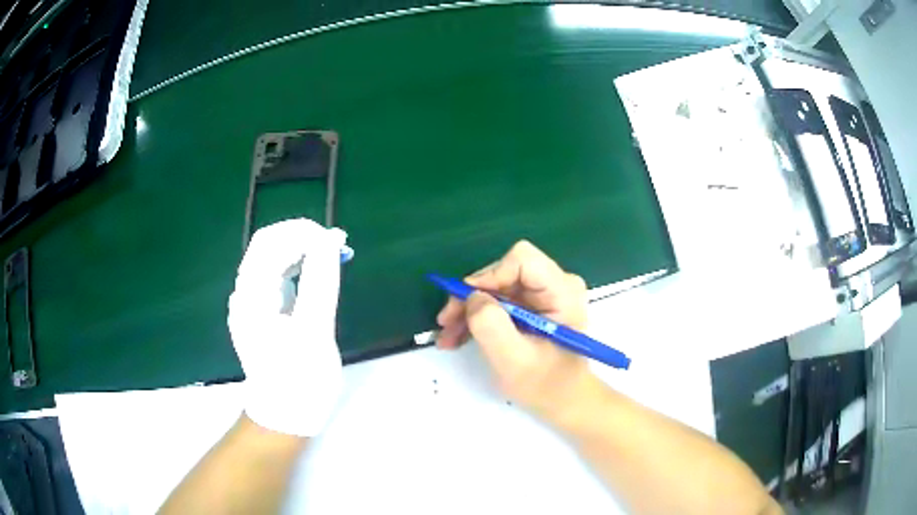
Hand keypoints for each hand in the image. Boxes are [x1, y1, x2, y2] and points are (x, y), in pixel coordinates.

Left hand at [228, 219, 348, 436]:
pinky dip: (298, 267)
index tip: (335, 240)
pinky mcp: (262, 313)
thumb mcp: (315, 331)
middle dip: (301, 237)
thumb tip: (328, 241)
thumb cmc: (301, 379)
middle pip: (267, 246)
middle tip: (336, 245)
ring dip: (300, 250)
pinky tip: (317, 273)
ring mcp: (251, 304)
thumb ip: (320, 282)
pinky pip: (276, 277)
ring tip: (332, 255)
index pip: (269, 242)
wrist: (286, 415)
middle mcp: (245, 294)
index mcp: (252, 297)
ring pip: (271, 259)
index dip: (301, 232)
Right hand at [435, 241, 598, 425]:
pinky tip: (459, 336)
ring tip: (448, 337)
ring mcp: (544, 293)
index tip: (466, 303)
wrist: (563, 400)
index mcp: (562, 291)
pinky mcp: (533, 304)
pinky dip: (478, 317)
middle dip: (472, 297)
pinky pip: (499, 300)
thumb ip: (492, 327)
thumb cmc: (545, 385)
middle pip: (504, 272)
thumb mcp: (514, 361)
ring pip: (496, 286)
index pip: (522, 260)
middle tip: (446, 324)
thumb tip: (473, 296)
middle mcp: (555, 284)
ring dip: (469, 310)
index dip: (489, 276)